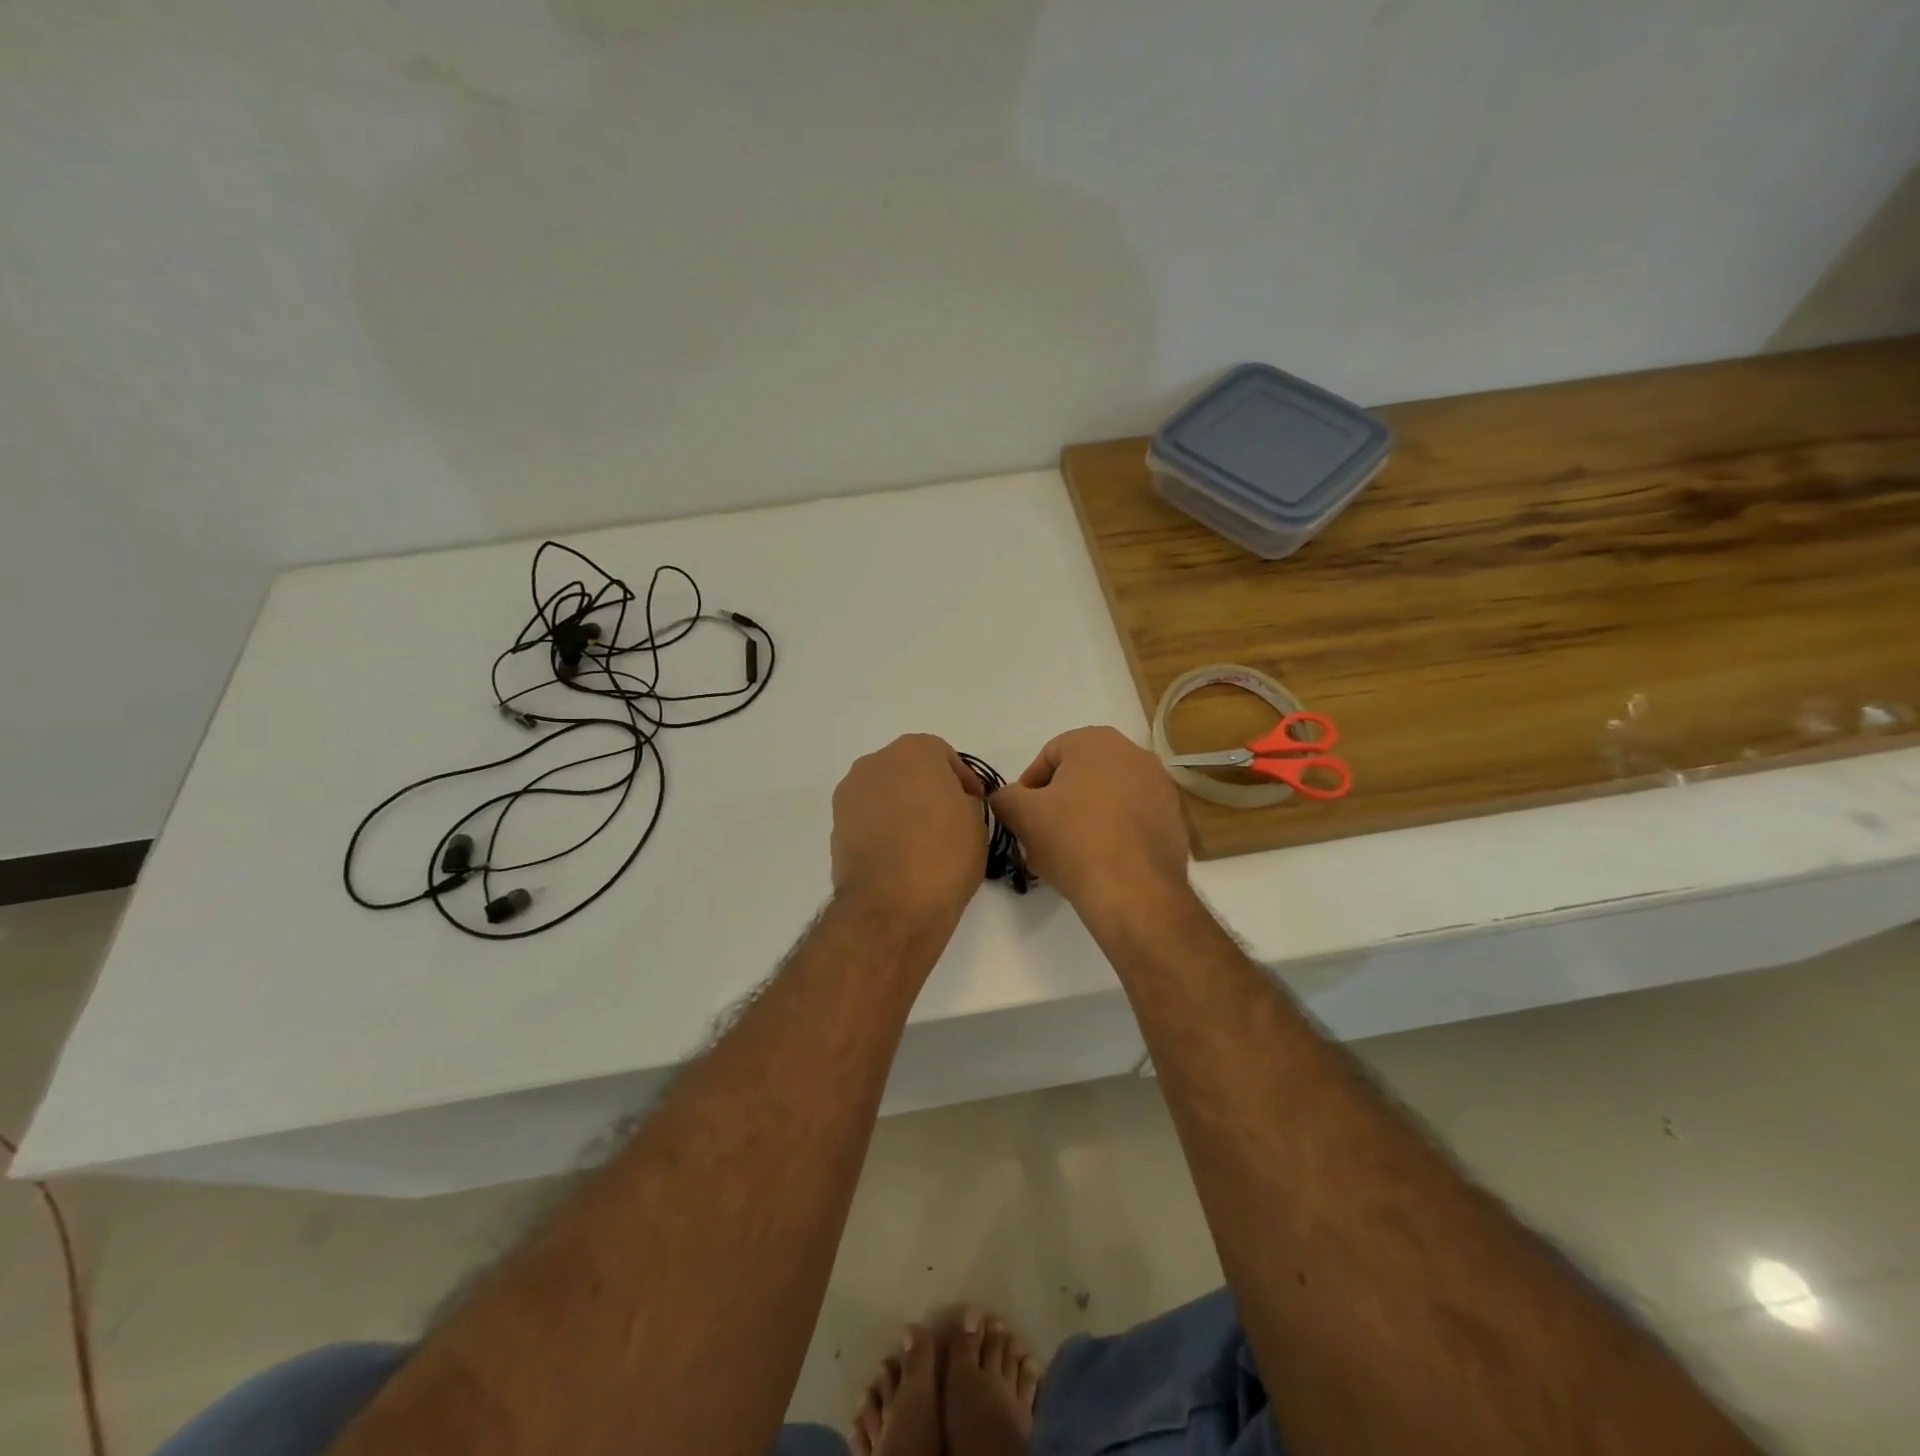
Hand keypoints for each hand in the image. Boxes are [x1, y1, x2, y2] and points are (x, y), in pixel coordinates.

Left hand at [831, 734, 988, 928]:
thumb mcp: (976, 822)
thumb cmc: (944, 854)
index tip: (974, 805)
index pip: (943, 756)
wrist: (892, 904)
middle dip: (927, 789)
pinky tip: (898, 856)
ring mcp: (850, 794)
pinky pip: (867, 818)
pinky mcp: (835, 826)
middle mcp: (875, 762)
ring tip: (921, 841)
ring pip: (884, 793)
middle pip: (908, 769)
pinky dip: (882, 829)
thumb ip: (964, 802)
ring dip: (901, 808)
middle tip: (947, 820)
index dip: (962, 780)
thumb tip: (952, 806)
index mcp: (914, 751)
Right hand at [987, 727, 1189, 922]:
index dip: (1028, 788)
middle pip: (1079, 777)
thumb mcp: (1022, 814)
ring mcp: (1160, 786)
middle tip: (1040, 837)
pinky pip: (1131, 819)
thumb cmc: (1073, 840)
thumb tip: (1006, 797)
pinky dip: (1112, 833)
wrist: (1134, 891)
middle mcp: (1134, 753)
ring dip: (1083, 819)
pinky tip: (1098, 862)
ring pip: (1106, 798)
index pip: (1048, 756)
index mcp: (1096, 741)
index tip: (1021, 818)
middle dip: (1056, 804)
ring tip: (1067, 855)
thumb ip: (1005, 796)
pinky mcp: (1174, 819)